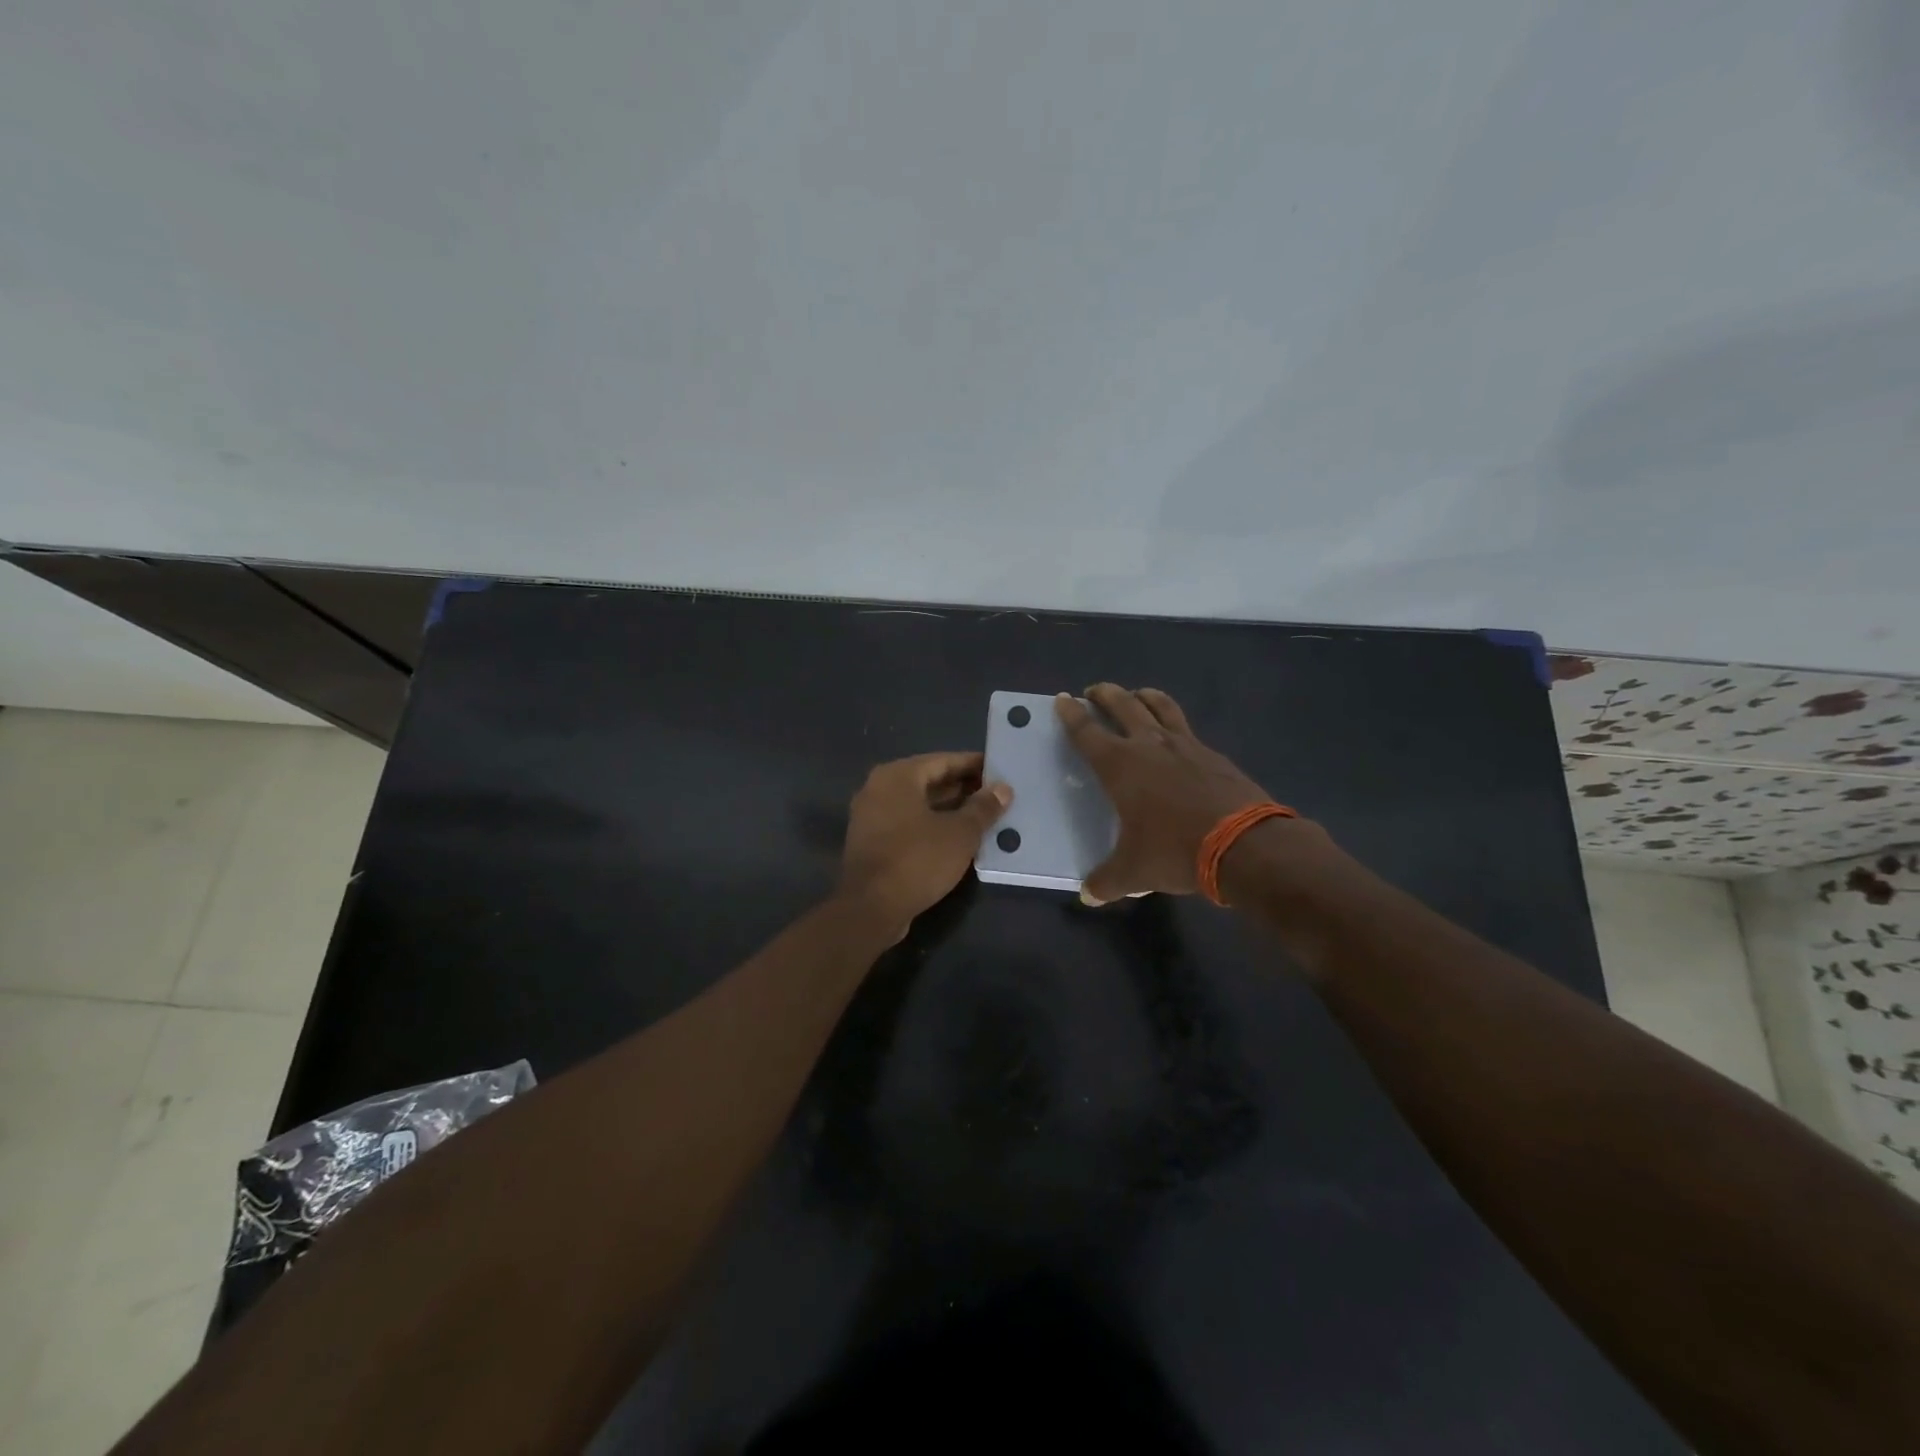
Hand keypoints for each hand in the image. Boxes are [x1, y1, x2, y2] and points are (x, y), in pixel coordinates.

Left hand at [836, 752, 1011, 934]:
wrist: (870, 908)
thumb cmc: (917, 860)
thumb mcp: (960, 833)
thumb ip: (983, 808)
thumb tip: (1003, 789)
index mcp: (898, 776)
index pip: (943, 761)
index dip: (973, 765)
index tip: (999, 770)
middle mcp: (879, 789)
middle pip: (928, 781)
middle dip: (962, 788)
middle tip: (996, 795)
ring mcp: (871, 816)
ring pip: (918, 805)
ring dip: (949, 809)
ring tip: (984, 817)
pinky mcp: (871, 842)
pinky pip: (907, 824)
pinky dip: (932, 826)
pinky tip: (957, 839)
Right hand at [1056, 685, 1291, 903]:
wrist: (1244, 845)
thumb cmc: (1175, 851)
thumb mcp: (1134, 872)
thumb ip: (1107, 881)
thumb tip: (1088, 895)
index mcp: (1120, 765)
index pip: (1087, 732)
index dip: (1071, 715)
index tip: (1062, 699)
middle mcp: (1149, 745)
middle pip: (1122, 705)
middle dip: (1105, 694)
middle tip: (1094, 691)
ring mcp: (1185, 745)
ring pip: (1160, 705)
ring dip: (1143, 696)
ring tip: (1136, 695)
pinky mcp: (1213, 755)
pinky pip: (1187, 729)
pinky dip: (1174, 723)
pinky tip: (1176, 737)